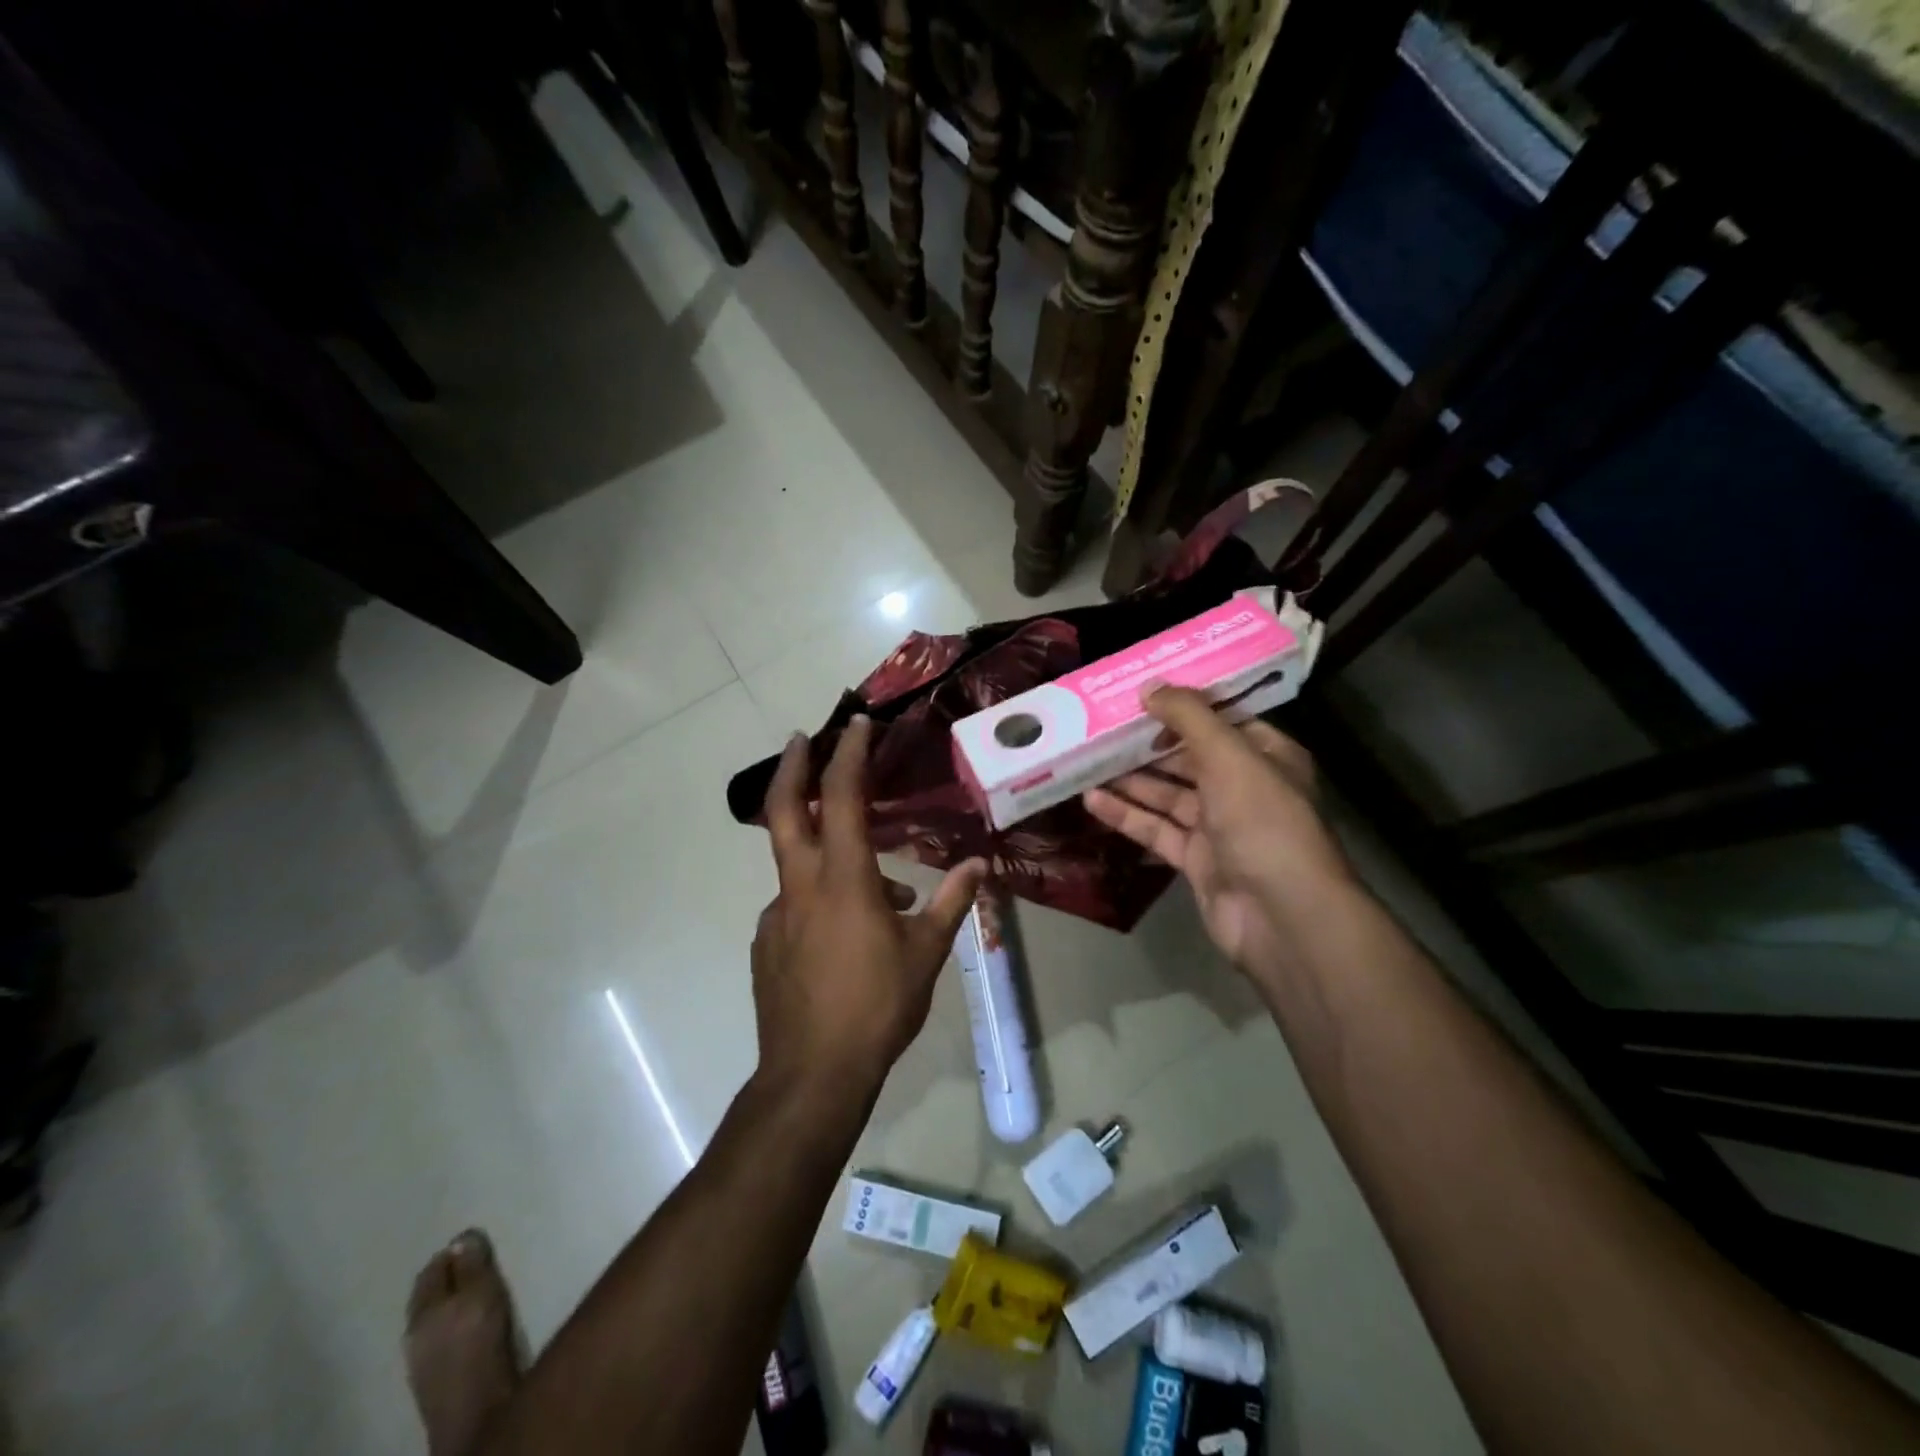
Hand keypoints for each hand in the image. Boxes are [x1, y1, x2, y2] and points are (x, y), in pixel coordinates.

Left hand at [755, 716, 986, 1096]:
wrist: (813, 1075)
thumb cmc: (877, 1007)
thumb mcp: (926, 953)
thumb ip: (951, 903)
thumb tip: (980, 866)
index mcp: (844, 879)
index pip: (842, 797)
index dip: (849, 754)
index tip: (857, 724)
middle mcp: (801, 886)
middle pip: (784, 810)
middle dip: (793, 766)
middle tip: (803, 737)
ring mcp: (777, 915)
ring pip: (799, 865)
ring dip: (829, 855)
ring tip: (884, 895)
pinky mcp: (766, 943)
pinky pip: (796, 905)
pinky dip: (821, 901)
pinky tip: (849, 936)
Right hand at [1084, 688, 1353, 981]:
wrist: (1282, 916)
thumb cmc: (1263, 821)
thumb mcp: (1229, 756)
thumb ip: (1189, 717)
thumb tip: (1150, 686)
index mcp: (1266, 756)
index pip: (1222, 721)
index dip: (1183, 706)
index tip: (1140, 693)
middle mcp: (1244, 788)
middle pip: (1189, 757)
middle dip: (1148, 744)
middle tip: (1102, 726)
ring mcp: (1220, 827)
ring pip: (1168, 795)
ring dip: (1131, 779)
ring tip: (1087, 759)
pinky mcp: (1197, 860)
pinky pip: (1157, 830)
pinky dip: (1127, 815)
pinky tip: (1092, 800)